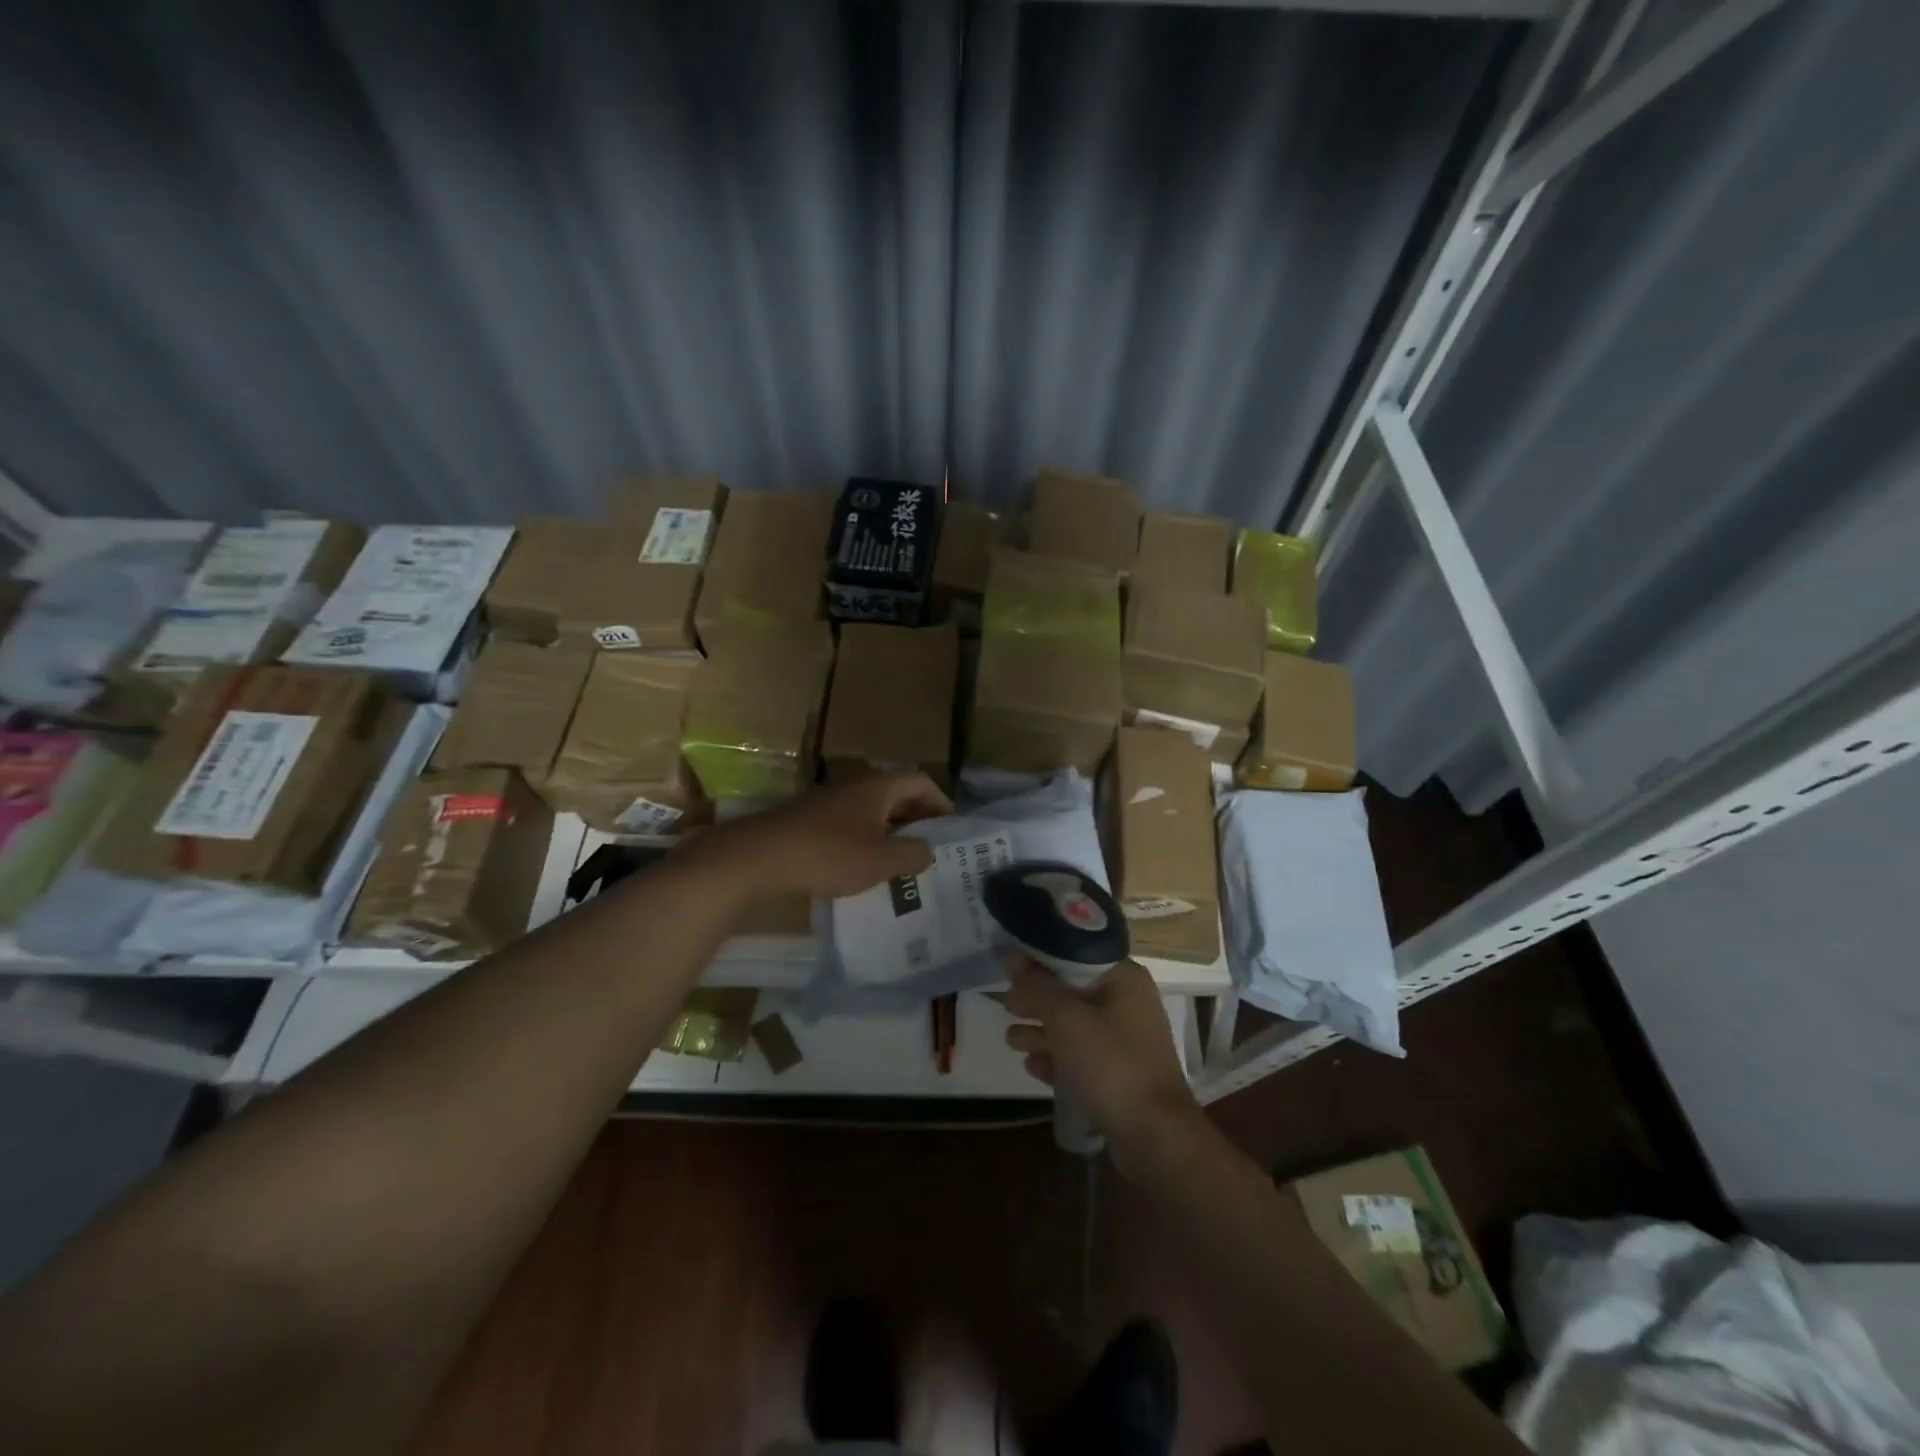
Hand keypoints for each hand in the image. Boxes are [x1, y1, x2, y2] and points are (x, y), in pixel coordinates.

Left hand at [704, 772, 952, 899]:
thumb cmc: (829, 854)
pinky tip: (863, 864)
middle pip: (896, 792)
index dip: (940, 801)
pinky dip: (866, 836)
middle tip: (930, 845)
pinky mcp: (810, 817)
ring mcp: (830, 799)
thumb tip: (928, 850)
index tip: (950, 827)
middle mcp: (856, 784)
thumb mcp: (881, 861)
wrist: (759, 856)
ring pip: (872, 808)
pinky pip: (850, 820)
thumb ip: (912, 854)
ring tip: (901, 858)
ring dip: (891, 828)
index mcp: (878, 787)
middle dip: (917, 816)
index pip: (921, 781)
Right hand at [1004, 955, 1202, 1171]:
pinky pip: (1082, 1057)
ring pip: (1075, 1026)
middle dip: (1038, 999)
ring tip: (1011, 1039)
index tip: (1009, 966)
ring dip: (1043, 1031)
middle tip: (1007, 1005)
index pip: (1075, 954)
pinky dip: (1058, 1058)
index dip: (1040, 958)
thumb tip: (1012, 957)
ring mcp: (1127, 1041)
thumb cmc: (1110, 1063)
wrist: (1155, 1135)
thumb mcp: (1065, 1018)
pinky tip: (1032, 1065)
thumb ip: (1037, 986)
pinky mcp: (1121, 1074)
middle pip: (1073, 991)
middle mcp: (1128, 1003)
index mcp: (1123, 978)